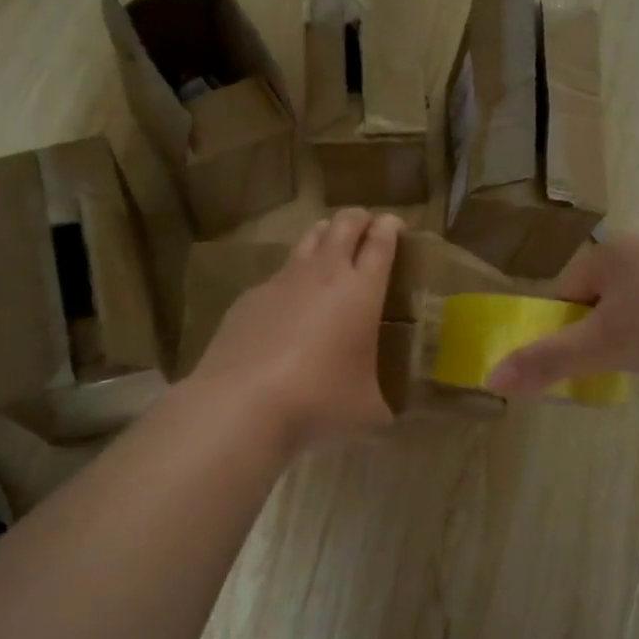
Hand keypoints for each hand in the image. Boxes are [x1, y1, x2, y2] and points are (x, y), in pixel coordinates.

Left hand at [190, 209, 402, 450]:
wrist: (243, 403)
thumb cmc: (319, 401)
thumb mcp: (368, 411)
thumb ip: (384, 406)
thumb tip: (391, 419)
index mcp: (361, 292)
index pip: (380, 243)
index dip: (390, 228)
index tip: (395, 224)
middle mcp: (323, 275)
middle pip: (343, 226)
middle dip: (359, 218)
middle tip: (367, 225)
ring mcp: (281, 282)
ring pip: (308, 240)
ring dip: (325, 234)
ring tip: (331, 242)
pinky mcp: (250, 297)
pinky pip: (278, 275)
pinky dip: (292, 276)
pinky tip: (290, 301)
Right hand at [484, 230, 638, 393]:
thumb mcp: (602, 348)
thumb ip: (545, 360)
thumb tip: (491, 377)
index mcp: (611, 250)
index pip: (566, 292)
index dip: (568, 329)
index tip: (589, 358)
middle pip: (601, 296)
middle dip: (604, 330)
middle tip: (622, 362)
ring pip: (638, 300)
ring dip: (636, 329)